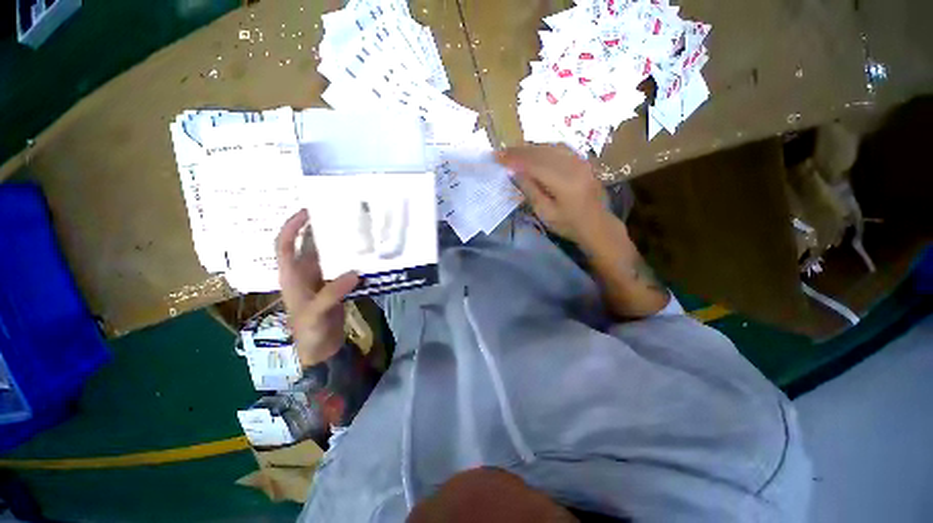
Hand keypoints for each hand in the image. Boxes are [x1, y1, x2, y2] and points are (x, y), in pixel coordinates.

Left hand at [276, 209, 359, 367]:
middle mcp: (304, 273)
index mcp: (291, 276)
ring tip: (355, 230)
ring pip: (327, 256)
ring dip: (338, 244)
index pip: (285, 245)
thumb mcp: (316, 313)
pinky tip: (363, 255)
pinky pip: (342, 267)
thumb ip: (333, 293)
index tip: (308, 211)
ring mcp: (320, 279)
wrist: (320, 348)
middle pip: (308, 246)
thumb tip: (354, 272)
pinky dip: (350, 260)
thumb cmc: (309, 331)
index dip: (292, 227)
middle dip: (319, 230)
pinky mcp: (334, 286)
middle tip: (339, 216)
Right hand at [497, 144, 611, 243]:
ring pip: (550, 146)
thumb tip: (513, 171)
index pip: (534, 164)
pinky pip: (560, 147)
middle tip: (501, 152)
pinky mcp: (583, 160)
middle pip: (541, 152)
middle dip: (519, 151)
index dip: (514, 159)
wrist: (596, 224)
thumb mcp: (544, 212)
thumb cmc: (568, 224)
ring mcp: (580, 161)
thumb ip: (529, 190)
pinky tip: (534, 151)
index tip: (497, 157)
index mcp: (564, 182)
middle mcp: (573, 166)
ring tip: (514, 151)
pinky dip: (543, 147)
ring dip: (530, 148)